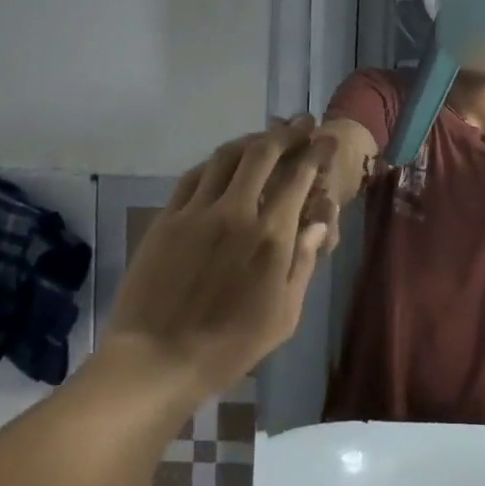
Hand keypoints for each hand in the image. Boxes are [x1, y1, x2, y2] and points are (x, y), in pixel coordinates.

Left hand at [105, 117, 335, 396]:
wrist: (157, 360)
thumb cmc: (230, 345)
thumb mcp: (285, 313)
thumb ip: (304, 262)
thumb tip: (319, 223)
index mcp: (270, 235)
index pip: (299, 176)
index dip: (316, 152)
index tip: (327, 140)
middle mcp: (235, 211)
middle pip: (262, 153)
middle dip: (286, 133)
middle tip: (301, 125)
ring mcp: (196, 212)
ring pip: (225, 156)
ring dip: (251, 140)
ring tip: (265, 138)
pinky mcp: (166, 219)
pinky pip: (193, 176)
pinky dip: (215, 162)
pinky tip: (223, 163)